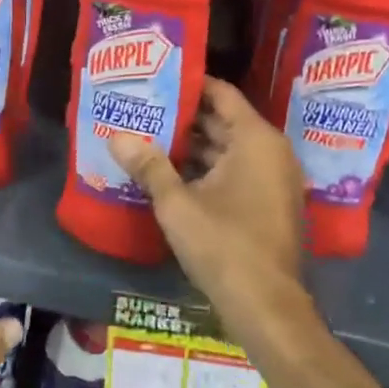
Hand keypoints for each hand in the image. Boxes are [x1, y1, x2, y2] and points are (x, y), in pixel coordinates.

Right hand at [109, 79, 305, 328]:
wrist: (268, 309)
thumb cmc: (224, 245)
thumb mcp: (177, 204)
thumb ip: (148, 166)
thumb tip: (116, 136)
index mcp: (255, 139)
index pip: (221, 94)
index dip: (188, 84)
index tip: (155, 79)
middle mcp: (270, 152)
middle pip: (223, 120)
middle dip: (183, 116)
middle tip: (142, 107)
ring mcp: (272, 179)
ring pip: (227, 148)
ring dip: (192, 145)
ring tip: (148, 135)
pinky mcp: (268, 204)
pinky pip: (234, 170)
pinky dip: (206, 168)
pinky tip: (169, 172)